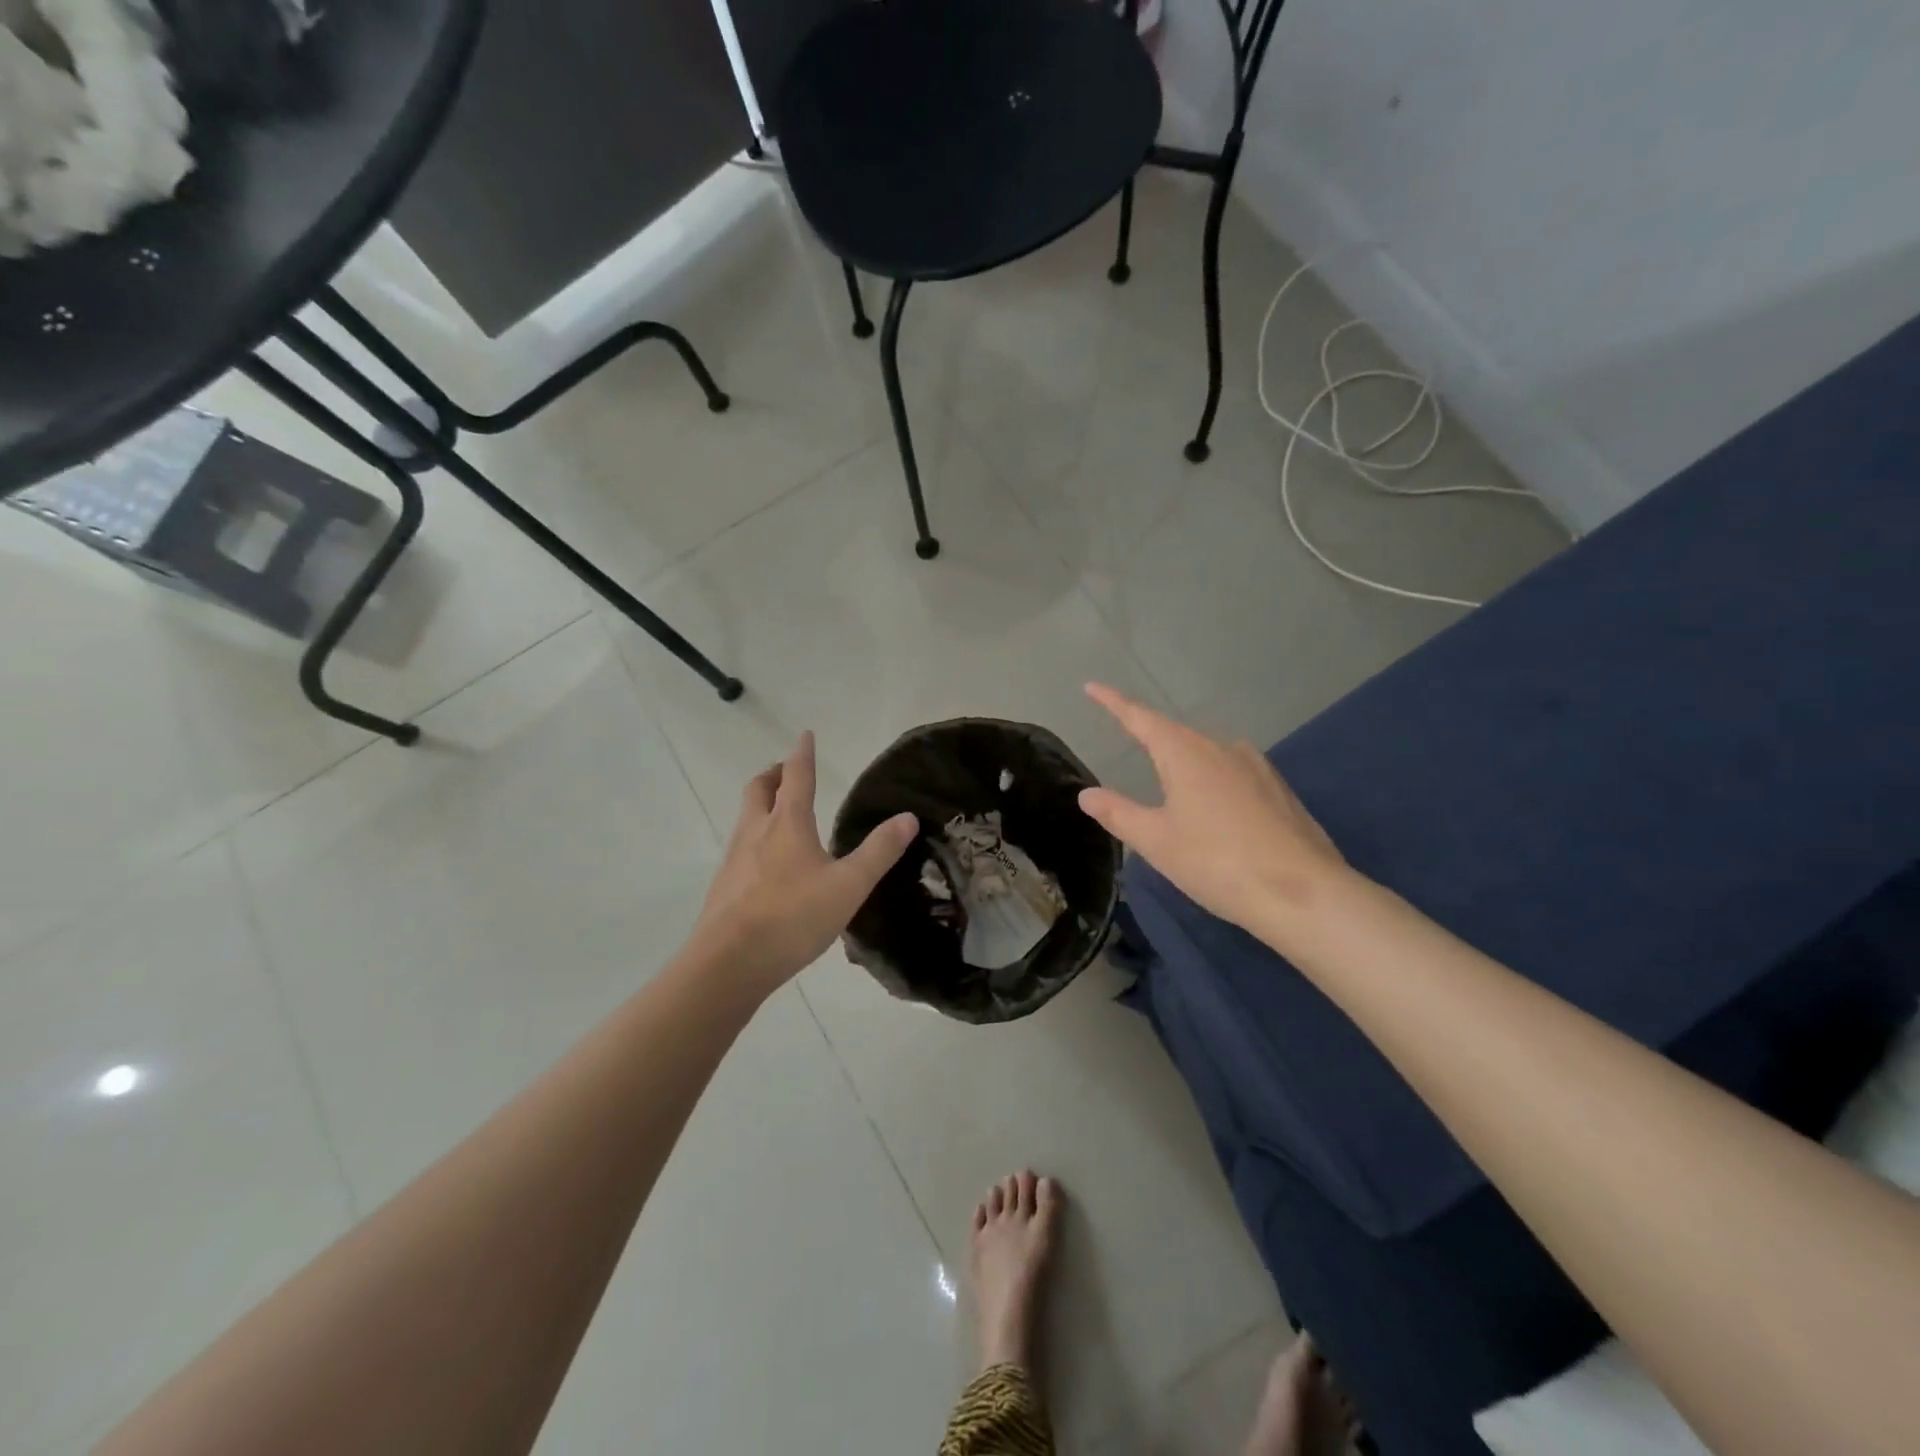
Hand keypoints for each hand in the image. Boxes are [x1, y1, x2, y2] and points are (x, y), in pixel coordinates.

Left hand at [690, 732, 917, 998]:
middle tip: (786, 771)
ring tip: (779, 813)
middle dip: (773, 774)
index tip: (805, 735)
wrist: (729, 963)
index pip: (797, 777)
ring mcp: (735, 859)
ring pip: (746, 817)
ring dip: (762, 804)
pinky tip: (768, 863)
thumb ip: (879, 851)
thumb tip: (907, 817)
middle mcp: (756, 832)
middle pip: (759, 789)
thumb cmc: (793, 917)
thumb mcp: (849, 885)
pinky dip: (755, 837)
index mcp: (787, 824)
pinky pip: (741, 847)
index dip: (803, 754)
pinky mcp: (724, 885)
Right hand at [1077, 684, 1350, 934]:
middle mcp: (1222, 748)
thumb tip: (1086, 794)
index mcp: (1186, 754)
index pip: (1140, 718)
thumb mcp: (1157, 842)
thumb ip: (1118, 813)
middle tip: (1128, 736)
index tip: (1092, 687)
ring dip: (1184, 759)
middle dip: (1151, 734)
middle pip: (1176, 734)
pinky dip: (1212, 779)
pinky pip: (1233, 771)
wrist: (1304, 893)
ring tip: (1169, 778)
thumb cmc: (1217, 862)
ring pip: (1208, 752)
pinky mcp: (1278, 790)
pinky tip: (1214, 805)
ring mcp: (1256, 767)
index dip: (1114, 702)